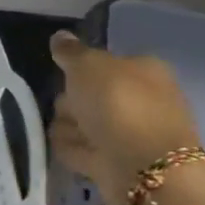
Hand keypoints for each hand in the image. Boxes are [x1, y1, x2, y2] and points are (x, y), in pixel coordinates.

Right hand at [49, 31, 202, 204]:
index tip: (63, 77)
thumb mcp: (88, 66)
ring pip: (85, 123)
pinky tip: (69, 150)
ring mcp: (129, 133)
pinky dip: (74, 150)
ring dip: (69, 127)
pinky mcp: (116, 163)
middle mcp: (141, 99)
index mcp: (144, 70)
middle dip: (71, 101)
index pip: (106, 63)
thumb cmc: (119, 105)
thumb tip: (60, 36)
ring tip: (69, 133)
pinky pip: (84, 150)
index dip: (80, 69)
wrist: (145, 168)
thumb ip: (71, 52)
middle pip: (92, 94)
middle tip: (67, 107)